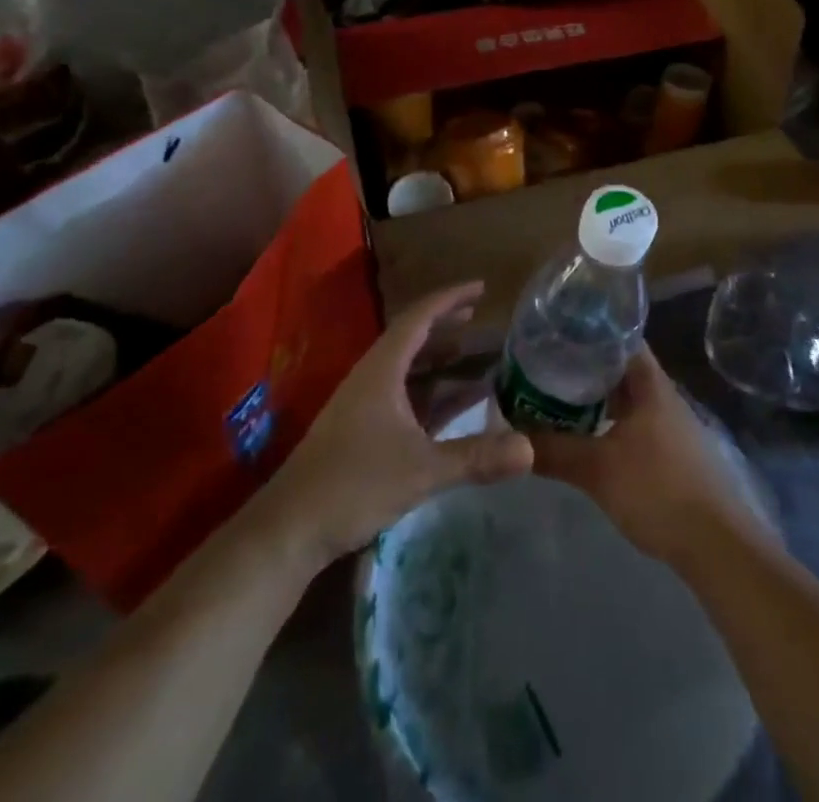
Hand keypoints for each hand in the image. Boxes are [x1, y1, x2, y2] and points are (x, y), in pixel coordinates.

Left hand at [262, 282, 533, 570]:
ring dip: (440, 361)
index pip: (418, 318)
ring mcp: (364, 406)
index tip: (481, 287)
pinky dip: (431, 394)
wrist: (288, 530)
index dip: (450, 299)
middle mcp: (372, 379)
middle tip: (481, 319)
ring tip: (476, 357)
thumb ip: (476, 457)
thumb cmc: (354, 484)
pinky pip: (404, 397)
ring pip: (408, 370)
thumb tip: (530, 450)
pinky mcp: (361, 432)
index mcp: (381, 370)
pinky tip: (453, 408)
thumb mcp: (421, 469)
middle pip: (413, 339)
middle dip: (447, 326)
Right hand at [531, 348, 767, 571]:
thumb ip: (553, 450)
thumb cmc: (658, 490)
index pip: (619, 337)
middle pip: (619, 367)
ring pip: (625, 397)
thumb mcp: (598, 469)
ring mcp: (669, 423)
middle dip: (584, 366)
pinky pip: (631, 421)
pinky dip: (607, 421)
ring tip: (555, 398)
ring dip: (594, 397)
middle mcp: (661, 394)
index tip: (555, 333)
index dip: (589, 331)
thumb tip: (509, 435)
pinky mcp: (670, 451)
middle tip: (544, 367)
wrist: (716, 543)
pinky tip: (585, 436)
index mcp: (650, 383)